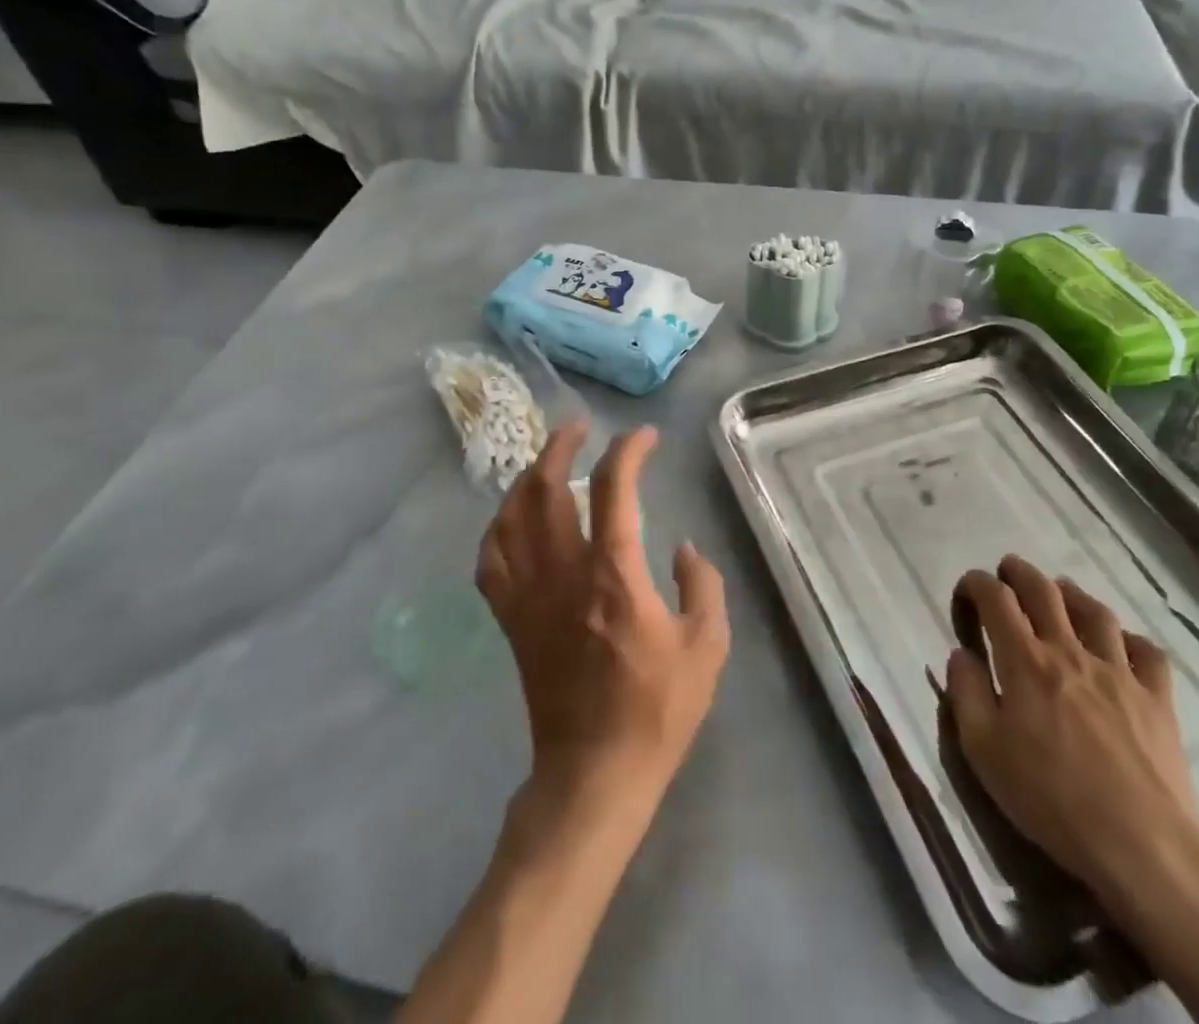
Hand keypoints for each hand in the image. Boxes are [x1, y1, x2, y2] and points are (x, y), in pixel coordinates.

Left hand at [476, 422, 730, 806]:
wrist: (595, 772)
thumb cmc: (656, 710)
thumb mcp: (707, 647)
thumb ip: (701, 585)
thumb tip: (682, 546)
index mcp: (614, 575)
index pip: (615, 488)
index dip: (629, 451)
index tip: (645, 438)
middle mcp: (564, 573)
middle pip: (547, 488)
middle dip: (561, 446)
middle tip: (578, 427)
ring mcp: (529, 595)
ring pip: (511, 517)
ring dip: (526, 477)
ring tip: (544, 461)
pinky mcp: (510, 619)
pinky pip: (490, 560)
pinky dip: (497, 528)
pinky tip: (511, 518)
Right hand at [943, 555, 1198, 904]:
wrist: (1143, 845)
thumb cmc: (1050, 797)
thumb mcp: (983, 750)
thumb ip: (965, 692)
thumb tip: (961, 654)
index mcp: (1025, 660)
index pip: (996, 600)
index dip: (978, 583)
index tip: (968, 587)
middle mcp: (1070, 652)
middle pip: (1044, 592)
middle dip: (1021, 573)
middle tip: (1008, 570)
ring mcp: (1119, 672)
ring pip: (1095, 612)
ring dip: (1072, 594)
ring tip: (1061, 592)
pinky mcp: (1158, 700)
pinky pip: (1147, 653)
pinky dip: (1130, 639)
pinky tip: (1120, 644)